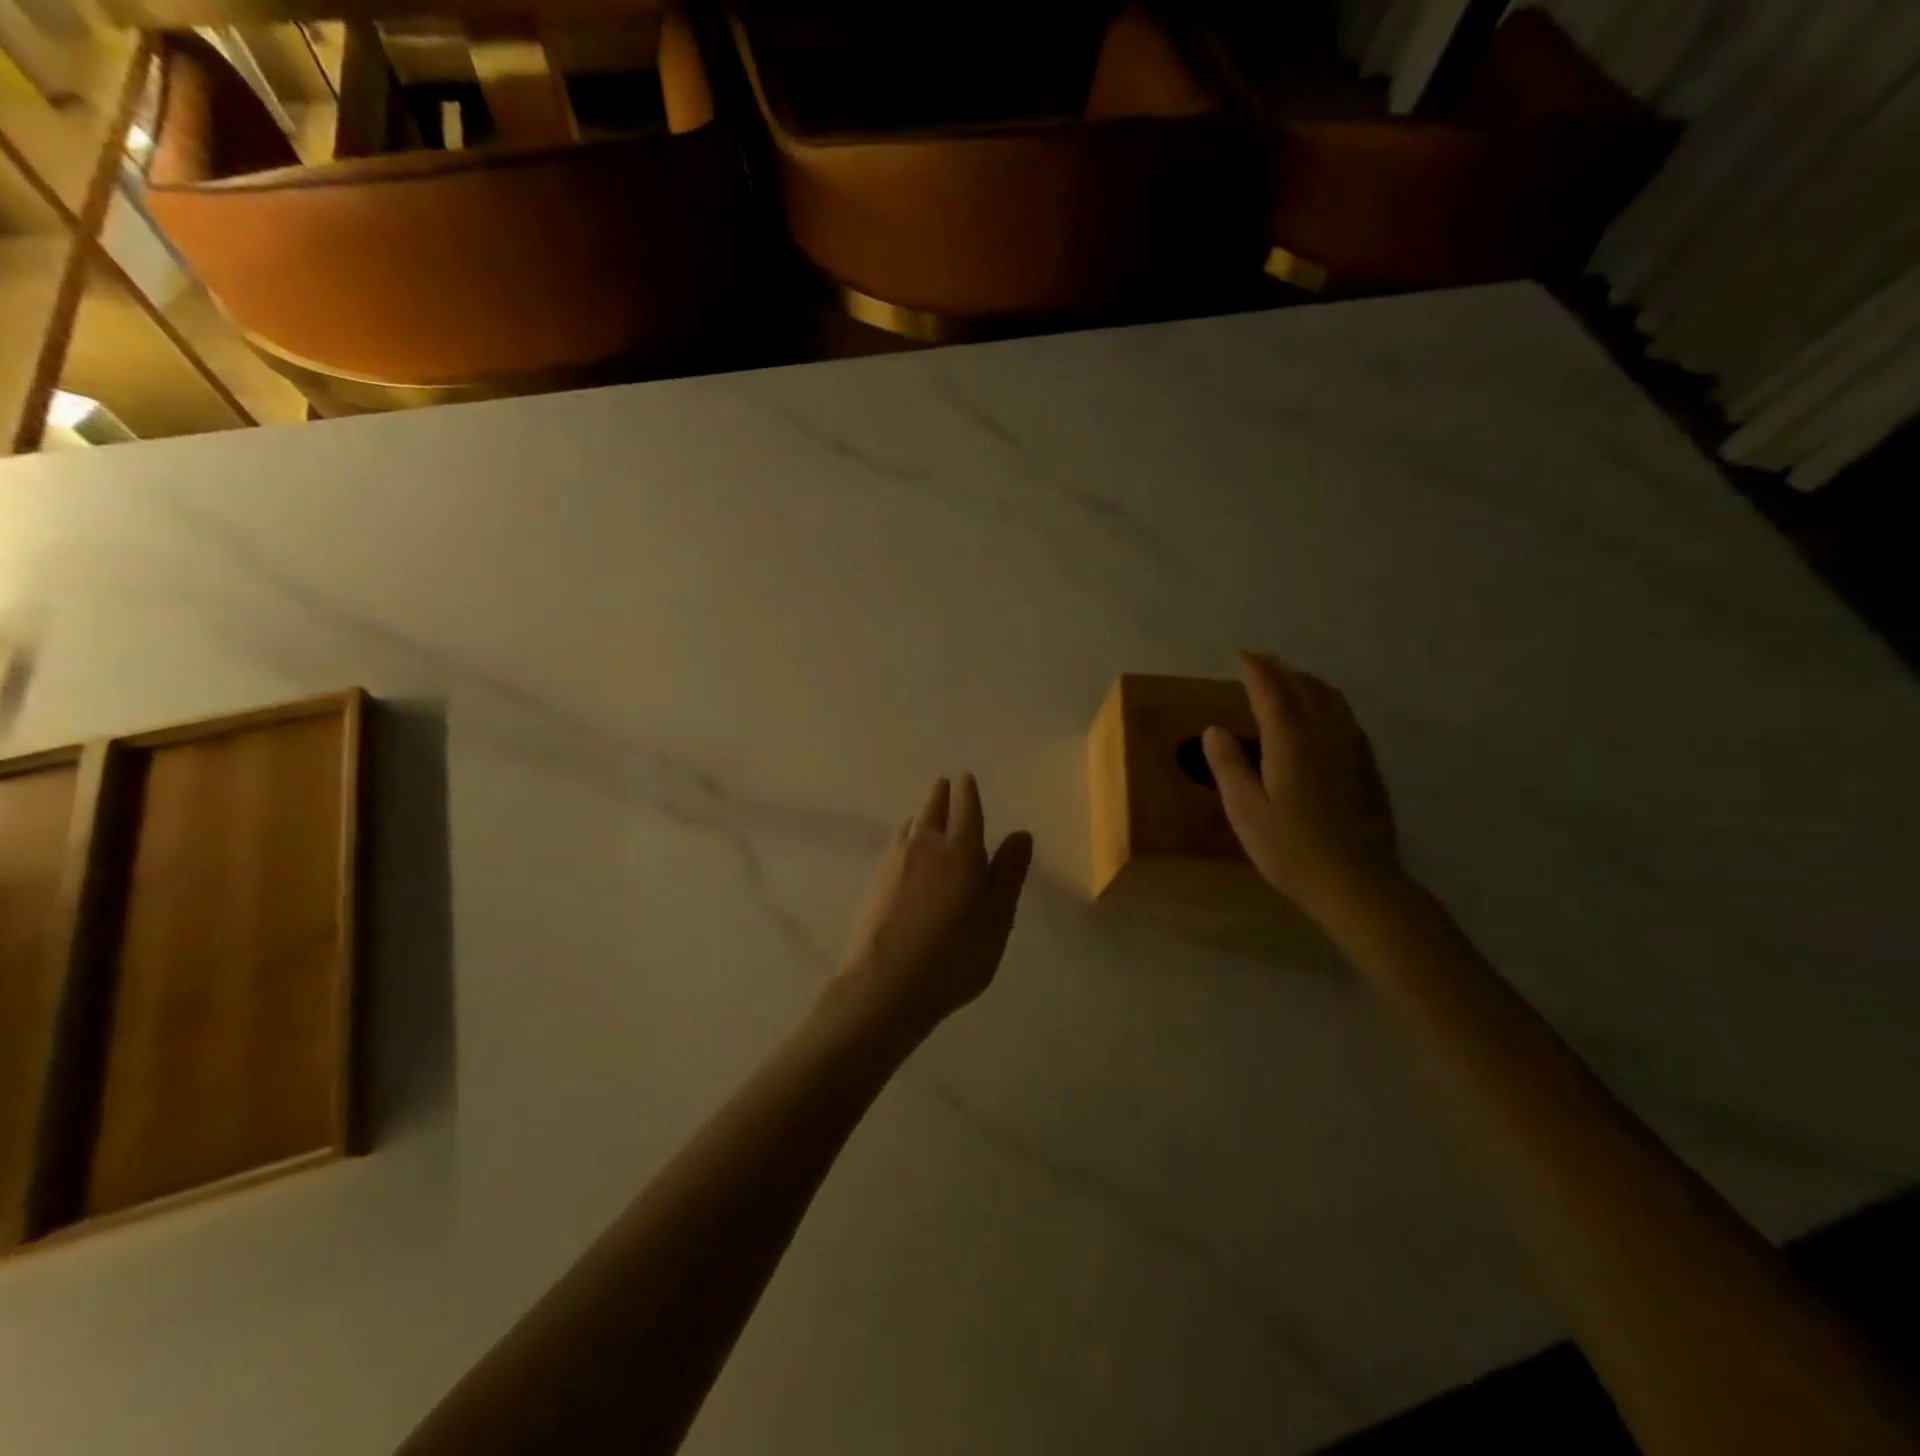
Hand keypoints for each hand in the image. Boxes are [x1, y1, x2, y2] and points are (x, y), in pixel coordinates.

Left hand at [833, 774, 1033, 1040]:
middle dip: (941, 794)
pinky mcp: (875, 881)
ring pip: (910, 824)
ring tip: (926, 816)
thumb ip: (1008, 873)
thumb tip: (1021, 834)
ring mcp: (894, 861)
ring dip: (921, 814)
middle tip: (945, 785)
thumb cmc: (956, 954)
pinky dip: (906, 837)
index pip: (965, 807)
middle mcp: (925, 844)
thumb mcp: (997, 918)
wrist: (887, 983)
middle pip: (932, 808)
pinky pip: (895, 844)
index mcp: (960, 849)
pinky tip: (906, 851)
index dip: (967, 790)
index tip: (965, 777)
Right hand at [1203, 651, 1400, 921]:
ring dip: (1308, 682)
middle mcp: (1325, 734)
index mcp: (1291, 741)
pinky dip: (1328, 702)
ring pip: (1332, 699)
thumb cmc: (1291, 848)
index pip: (1271, 691)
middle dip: (1282, 669)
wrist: (1357, 882)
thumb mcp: (1245, 810)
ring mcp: (1352, 749)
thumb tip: (1214, 729)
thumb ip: (1228, 765)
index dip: (1255, 669)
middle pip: (1305, 687)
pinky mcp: (1367, 767)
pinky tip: (1323, 716)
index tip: (1241, 655)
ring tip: (1291, 679)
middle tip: (1261, 661)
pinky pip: (1347, 717)